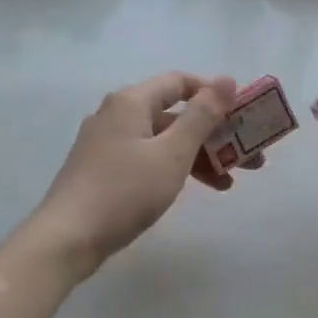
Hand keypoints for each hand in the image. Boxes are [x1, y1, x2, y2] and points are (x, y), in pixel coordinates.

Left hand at [27, 72, 245, 277]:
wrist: (68, 237)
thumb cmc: (125, 191)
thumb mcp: (172, 153)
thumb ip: (202, 117)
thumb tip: (226, 80)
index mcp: (131, 102)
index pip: (179, 82)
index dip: (213, 94)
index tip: (242, 115)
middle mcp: (116, 115)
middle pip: (173, 115)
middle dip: (213, 135)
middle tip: (248, 158)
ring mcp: (106, 144)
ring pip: (162, 141)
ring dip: (197, 157)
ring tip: (228, 183)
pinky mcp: (102, 170)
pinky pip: (147, 159)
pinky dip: (173, 169)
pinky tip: (193, 189)